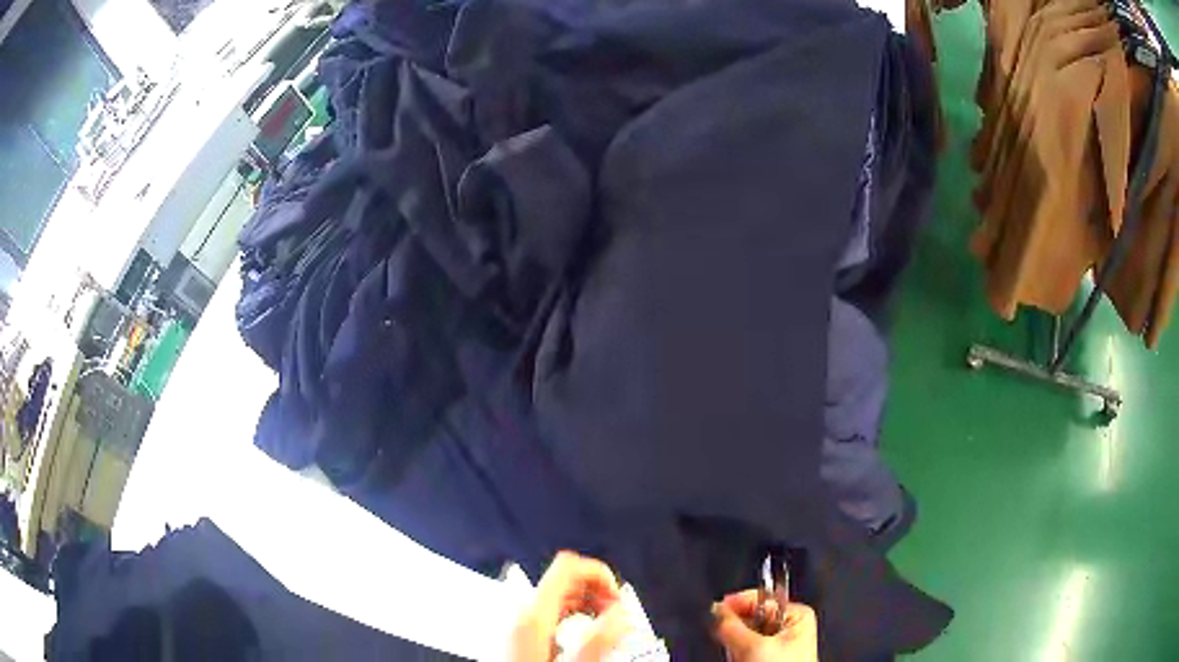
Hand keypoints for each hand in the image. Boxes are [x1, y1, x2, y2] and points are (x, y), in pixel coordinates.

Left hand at [511, 552, 630, 661]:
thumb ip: (598, 639)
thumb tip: (620, 614)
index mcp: (530, 613)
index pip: (568, 565)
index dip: (598, 573)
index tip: (617, 595)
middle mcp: (518, 610)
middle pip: (564, 578)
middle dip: (597, 591)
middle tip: (616, 614)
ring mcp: (514, 620)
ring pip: (557, 594)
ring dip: (587, 603)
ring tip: (605, 626)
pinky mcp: (516, 631)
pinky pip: (549, 610)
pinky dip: (572, 614)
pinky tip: (583, 633)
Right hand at [712, 590, 817, 661]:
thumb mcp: (753, 645)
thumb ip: (731, 626)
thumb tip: (714, 609)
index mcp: (796, 614)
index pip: (761, 599)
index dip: (737, 603)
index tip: (715, 610)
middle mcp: (789, 627)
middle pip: (751, 618)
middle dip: (736, 629)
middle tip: (728, 640)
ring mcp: (778, 644)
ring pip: (745, 635)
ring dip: (736, 644)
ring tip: (738, 656)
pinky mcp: (767, 658)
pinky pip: (746, 650)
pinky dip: (738, 654)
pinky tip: (739, 660)